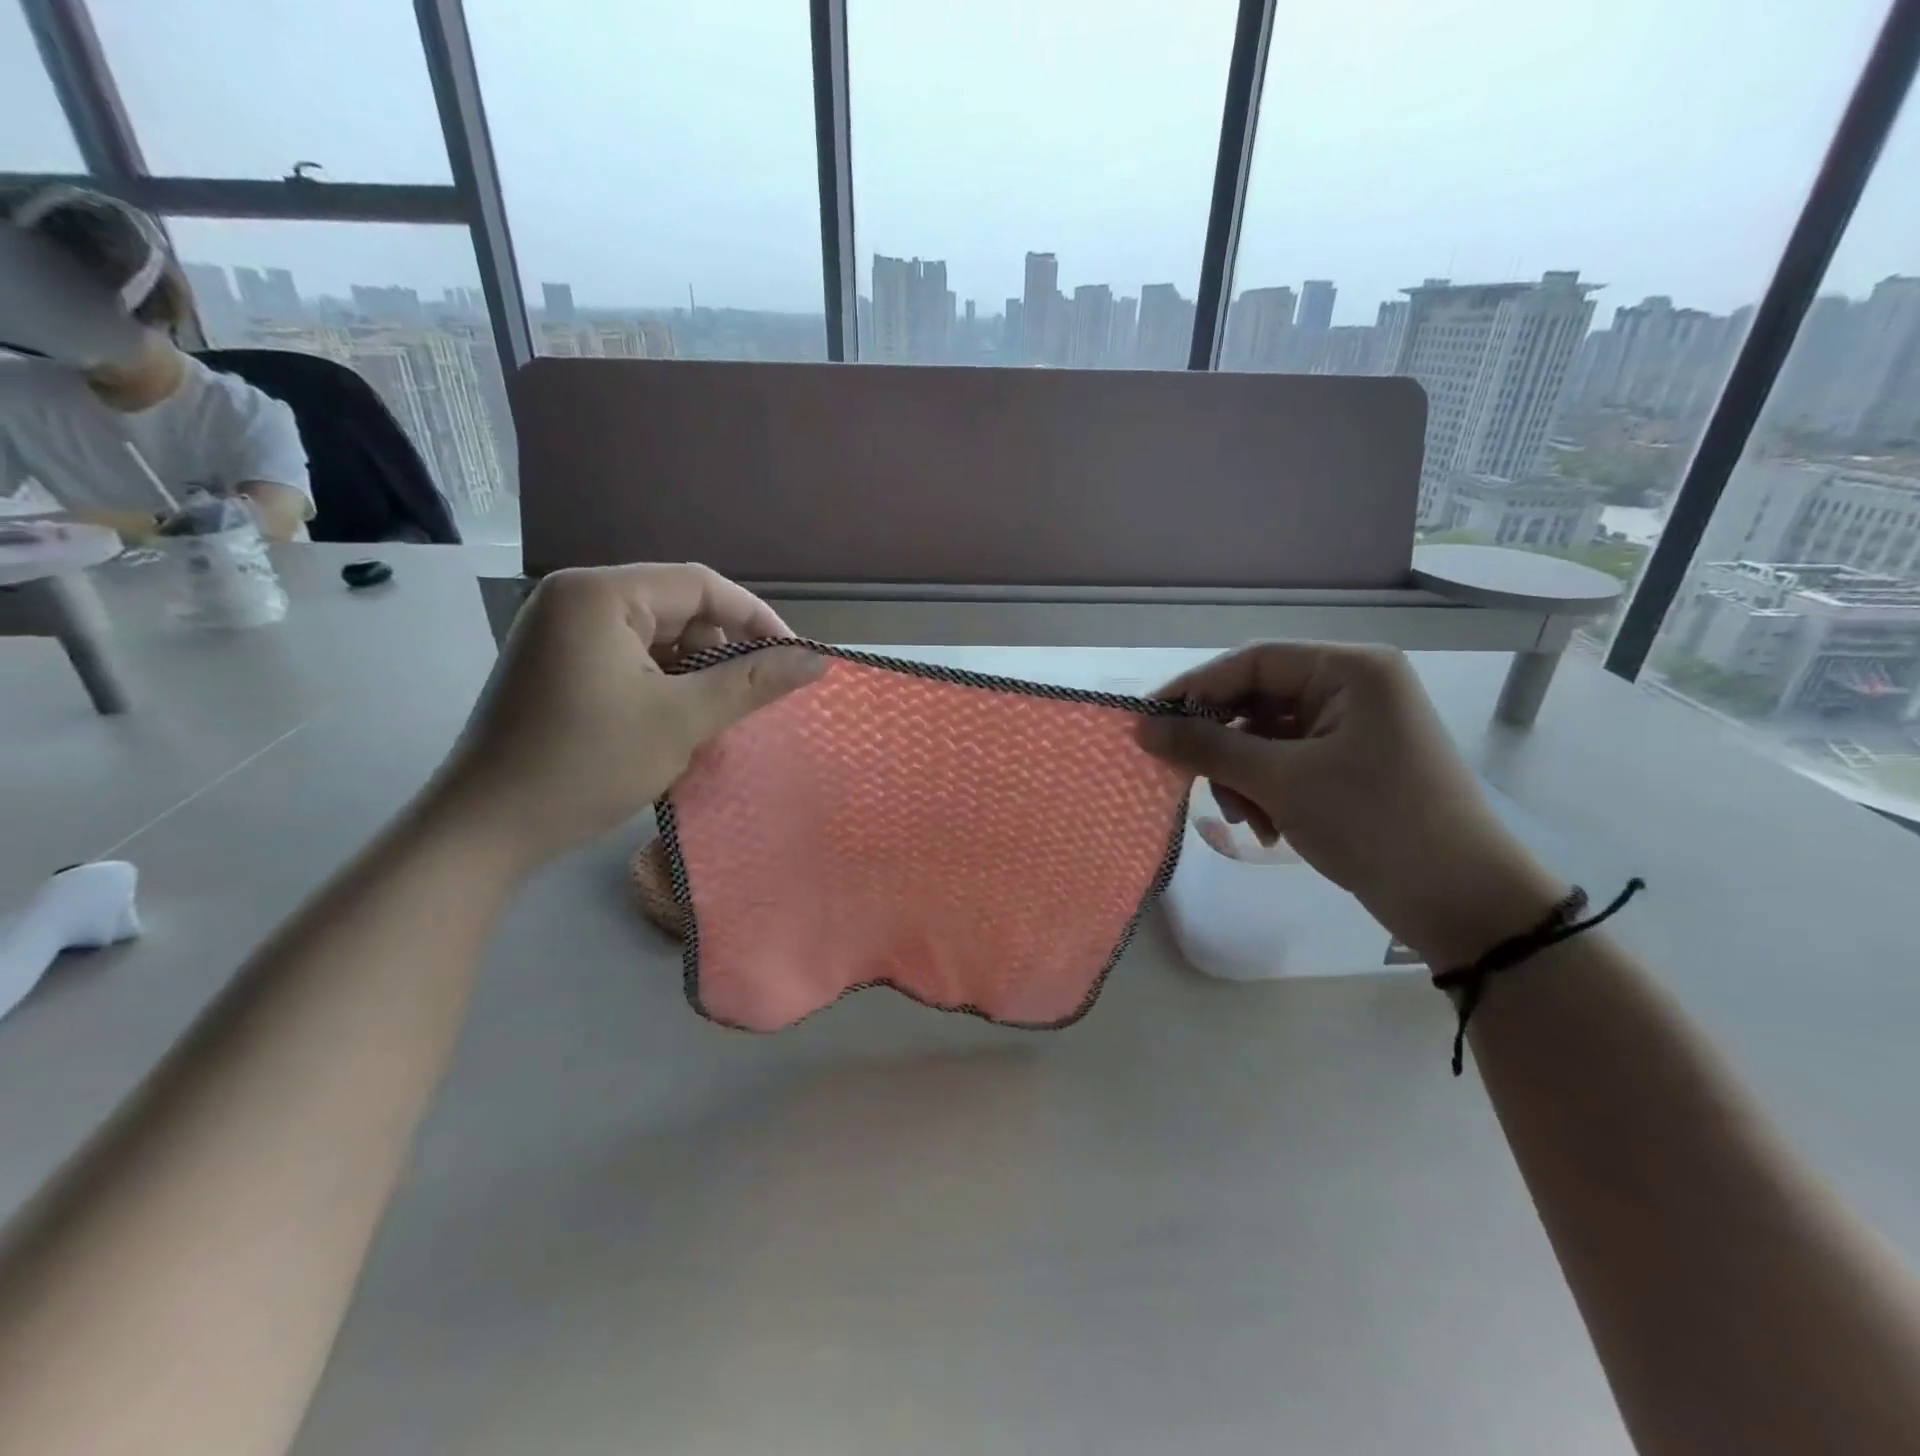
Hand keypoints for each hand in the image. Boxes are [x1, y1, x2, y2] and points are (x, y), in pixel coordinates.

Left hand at [432, 563, 823, 865]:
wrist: (485, 830)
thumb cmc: (586, 765)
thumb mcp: (682, 721)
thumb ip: (754, 684)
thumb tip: (818, 660)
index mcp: (600, 594)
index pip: (701, 585)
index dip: (757, 618)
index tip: (794, 659)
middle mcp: (576, 598)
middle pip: (677, 607)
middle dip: (723, 649)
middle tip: (753, 697)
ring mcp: (561, 631)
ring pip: (656, 636)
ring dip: (695, 671)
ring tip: (715, 715)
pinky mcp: (557, 663)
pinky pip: (630, 657)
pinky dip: (663, 683)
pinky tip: (676, 720)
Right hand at [1139, 643, 1563, 964]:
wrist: (1463, 903)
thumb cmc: (1375, 823)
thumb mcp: (1282, 781)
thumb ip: (1206, 748)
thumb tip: (1141, 729)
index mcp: (1349, 671)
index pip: (1252, 663)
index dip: (1195, 690)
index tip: (1148, 724)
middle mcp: (1352, 689)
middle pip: (1256, 702)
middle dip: (1221, 746)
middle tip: (1190, 781)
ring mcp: (1352, 730)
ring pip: (1266, 738)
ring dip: (1241, 776)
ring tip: (1242, 819)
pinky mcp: (1350, 766)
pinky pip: (1287, 764)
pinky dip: (1265, 792)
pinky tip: (1265, 828)